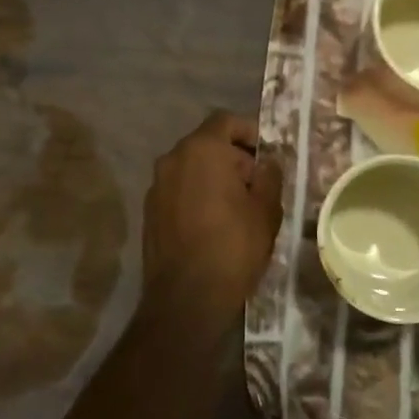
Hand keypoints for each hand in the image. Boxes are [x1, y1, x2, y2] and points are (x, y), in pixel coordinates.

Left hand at [141, 111, 282, 335]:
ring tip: (237, 206)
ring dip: (213, 177)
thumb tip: (266, 163)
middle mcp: (172, 158)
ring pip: (191, 167)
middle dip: (233, 157)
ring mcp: (156, 185)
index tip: (266, 154)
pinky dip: (196, 194)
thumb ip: (269, 176)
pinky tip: (212, 222)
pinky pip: (178, 190)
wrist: (186, 298)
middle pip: (207, 143)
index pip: (226, 120)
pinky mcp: (149, 211)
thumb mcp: (266, 210)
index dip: (249, 131)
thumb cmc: (233, 246)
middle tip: (257, 184)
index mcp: (201, 149)